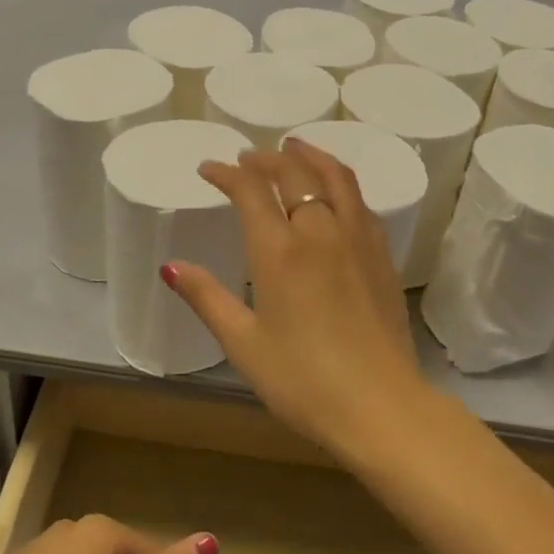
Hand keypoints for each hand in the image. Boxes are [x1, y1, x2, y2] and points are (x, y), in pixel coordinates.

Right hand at [163, 139, 432, 453]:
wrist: (381, 406)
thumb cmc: (303, 381)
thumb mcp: (243, 344)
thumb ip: (207, 298)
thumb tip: (171, 266)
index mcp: (280, 250)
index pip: (250, 189)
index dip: (226, 172)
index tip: (209, 169)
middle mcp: (321, 231)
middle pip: (295, 172)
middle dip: (266, 158)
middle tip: (247, 157)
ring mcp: (358, 239)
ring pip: (336, 177)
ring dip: (311, 155)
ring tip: (295, 146)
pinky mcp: (383, 256)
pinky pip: (360, 201)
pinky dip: (340, 182)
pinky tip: (335, 193)